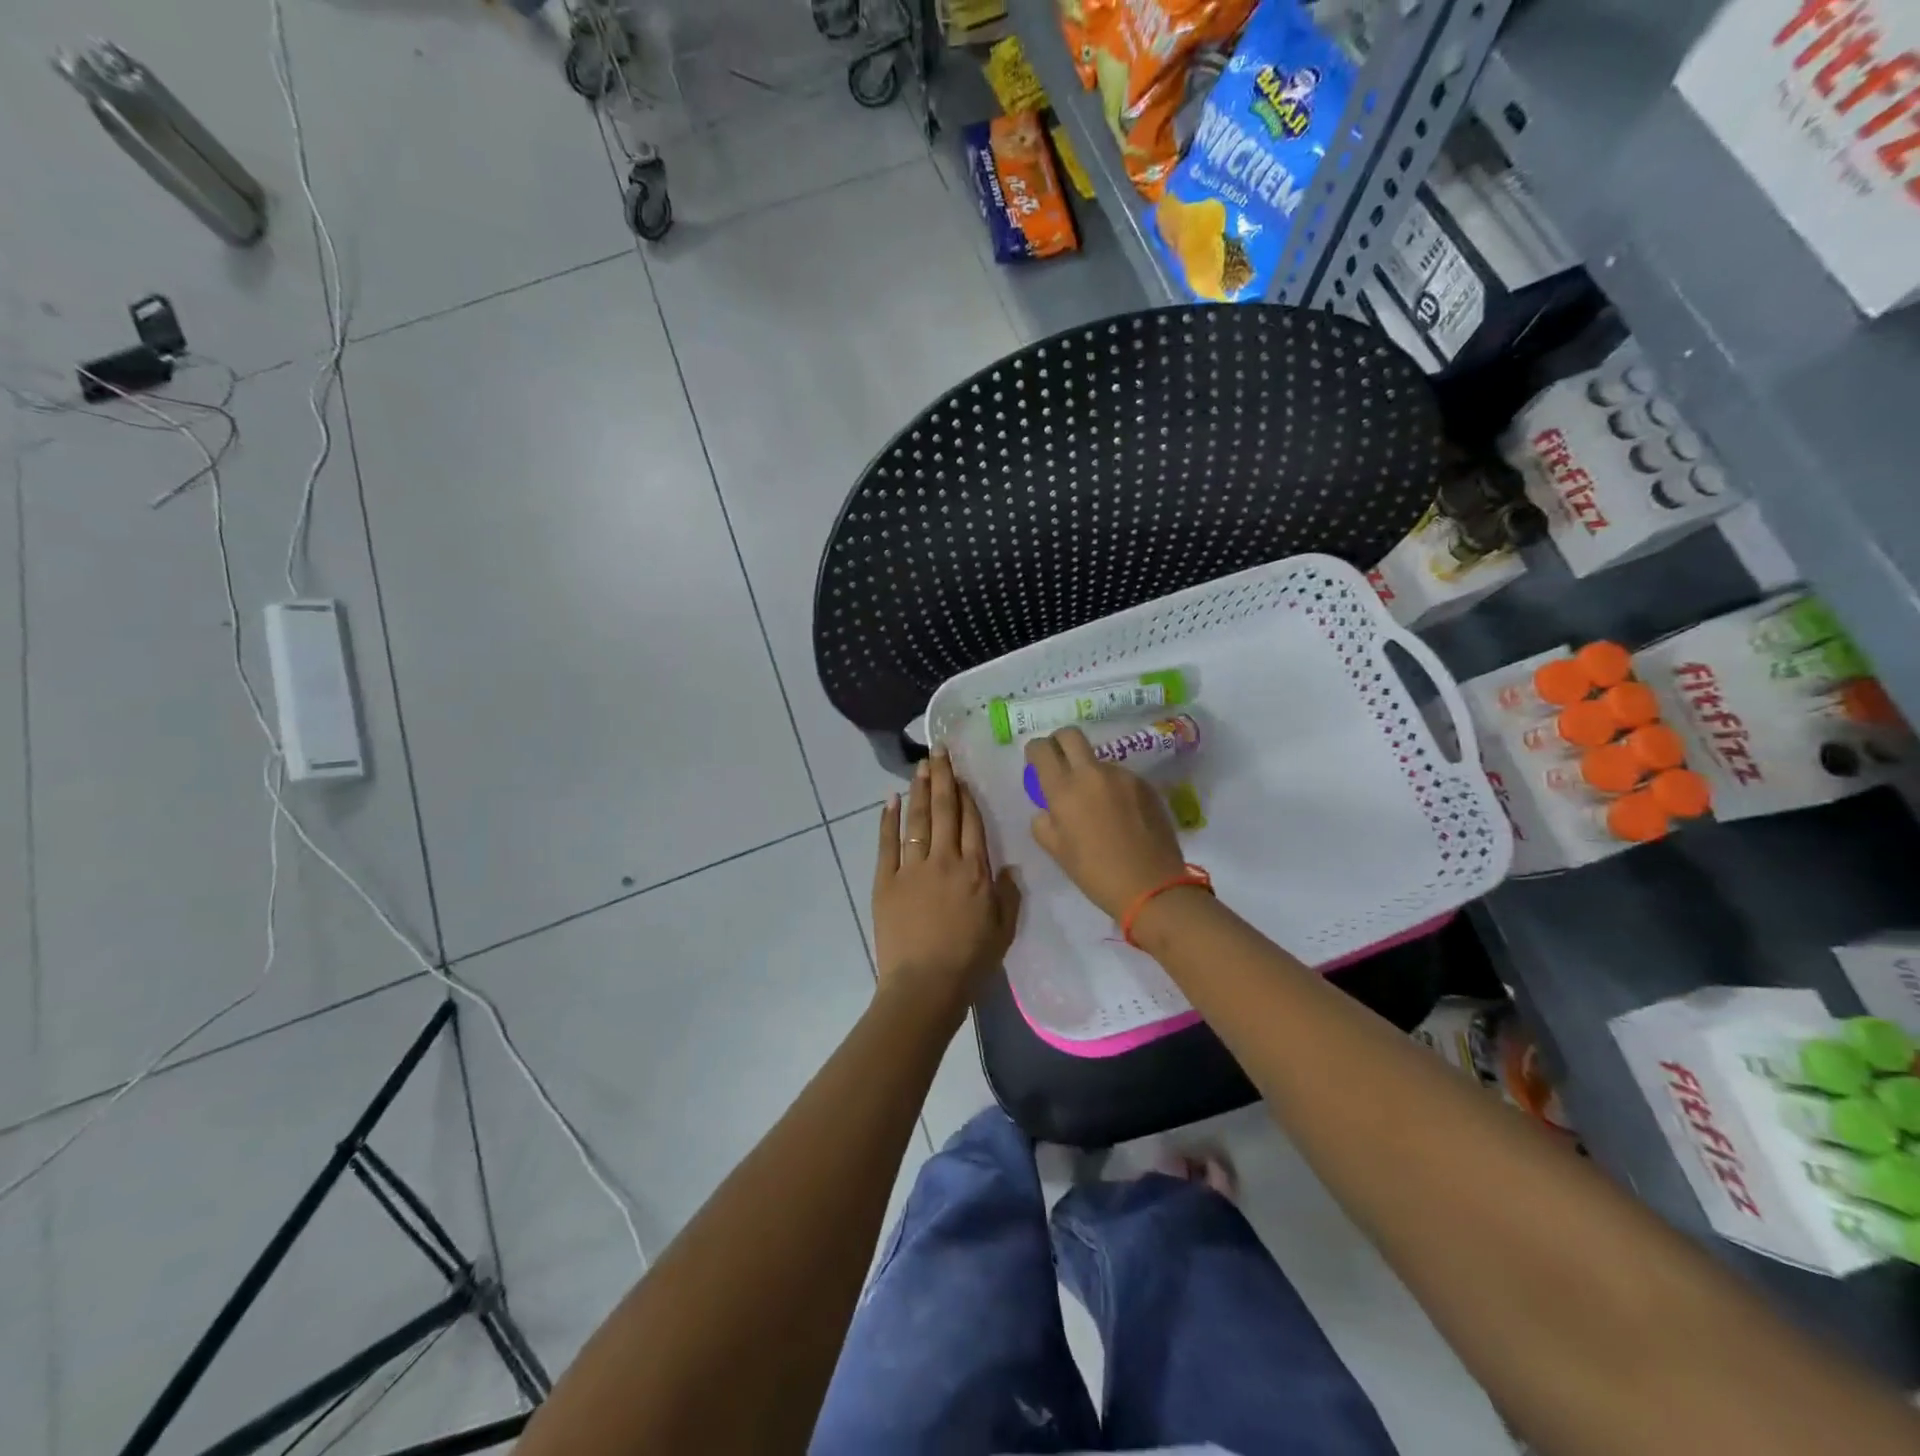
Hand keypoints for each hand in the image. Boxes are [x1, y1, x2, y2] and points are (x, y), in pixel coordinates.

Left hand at [872, 749, 1021, 1025]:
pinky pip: (887, 843)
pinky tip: (890, 799)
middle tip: (939, 751)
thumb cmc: (970, 962)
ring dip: (918, 790)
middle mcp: (945, 860)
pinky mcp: (886, 881)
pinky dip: (888, 819)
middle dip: (942, 778)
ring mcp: (912, 868)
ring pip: (916, 819)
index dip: (966, 794)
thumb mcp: (1003, 930)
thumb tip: (1008, 867)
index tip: (962, 773)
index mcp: (976, 870)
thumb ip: (1008, 895)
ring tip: (921, 765)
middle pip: (943, 810)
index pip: (971, 822)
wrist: (925, 986)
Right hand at [1026, 727, 1188, 919]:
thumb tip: (1048, 808)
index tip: (1036, 761)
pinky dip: (1114, 788)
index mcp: (1064, 790)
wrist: (1151, 886)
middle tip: (1059, 761)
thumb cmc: (1095, 873)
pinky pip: (1121, 777)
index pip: (1042, 749)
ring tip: (1097, 804)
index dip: (1035, 750)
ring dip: (1091, 772)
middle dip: (1060, 741)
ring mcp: (1123, 776)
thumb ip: (1044, 822)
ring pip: (1098, 760)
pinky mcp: (1145, 785)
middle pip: (1071, 735)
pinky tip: (1121, 815)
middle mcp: (1092, 773)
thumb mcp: (1056, 851)